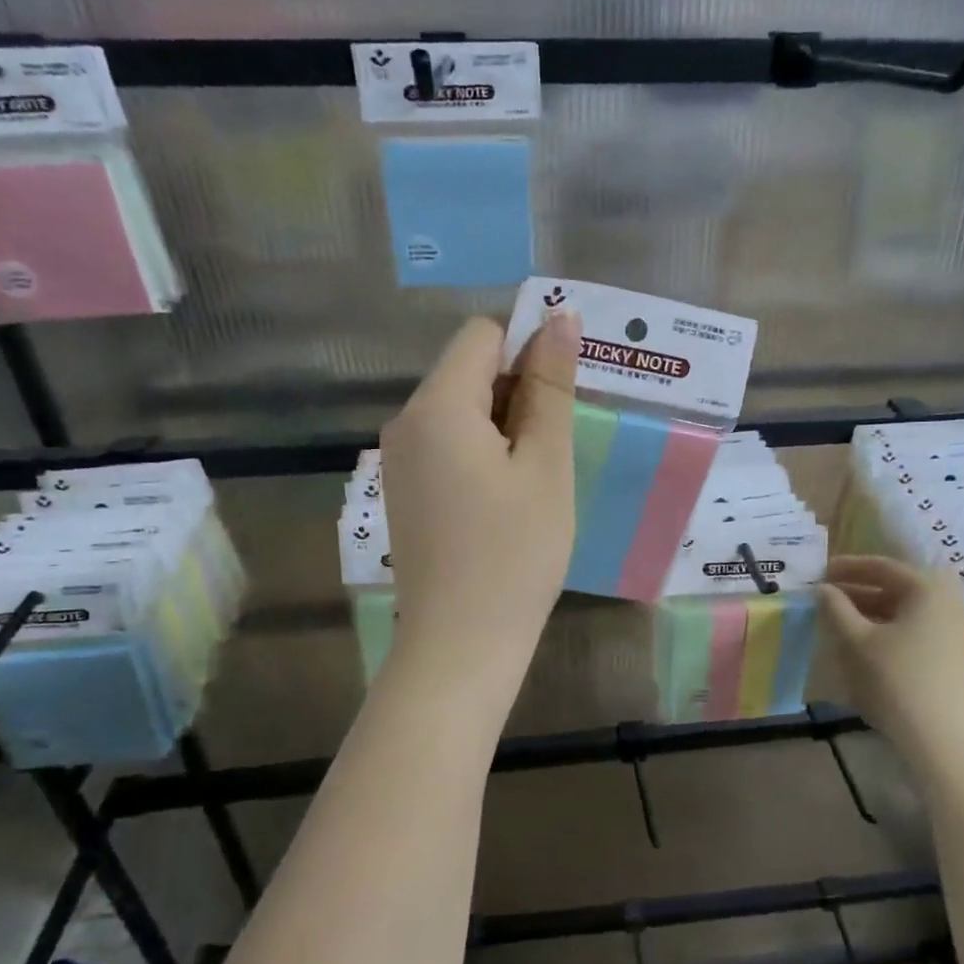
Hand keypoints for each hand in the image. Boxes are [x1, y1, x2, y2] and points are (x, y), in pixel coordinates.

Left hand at [380, 313, 579, 668]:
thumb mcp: (545, 464)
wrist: (460, 646)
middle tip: (557, 446)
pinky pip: (448, 445)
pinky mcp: (405, 490)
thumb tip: (559, 317)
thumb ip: (550, 386)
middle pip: (468, 370)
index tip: (563, 399)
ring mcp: (400, 459)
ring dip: (505, 425)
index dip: (529, 350)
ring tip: (536, 478)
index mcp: (437, 406)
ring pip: (461, 409)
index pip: (483, 335)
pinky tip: (508, 498)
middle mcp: (406, 422)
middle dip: (518, 391)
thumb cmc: (515, 553)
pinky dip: (483, 453)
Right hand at [819, 556, 963, 762]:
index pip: (883, 567)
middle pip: (898, 589)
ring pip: (907, 614)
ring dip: (873, 614)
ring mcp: (957, 634)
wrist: (946, 742)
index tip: (822, 571)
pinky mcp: (957, 661)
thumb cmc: (897, 680)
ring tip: (842, 624)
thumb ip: (836, 609)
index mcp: (928, 590)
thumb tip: (824, 588)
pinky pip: (917, 633)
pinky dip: (890, 632)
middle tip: (828, 598)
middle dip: (860, 591)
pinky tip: (868, 649)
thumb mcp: (857, 641)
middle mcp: (948, 605)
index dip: (849, 567)